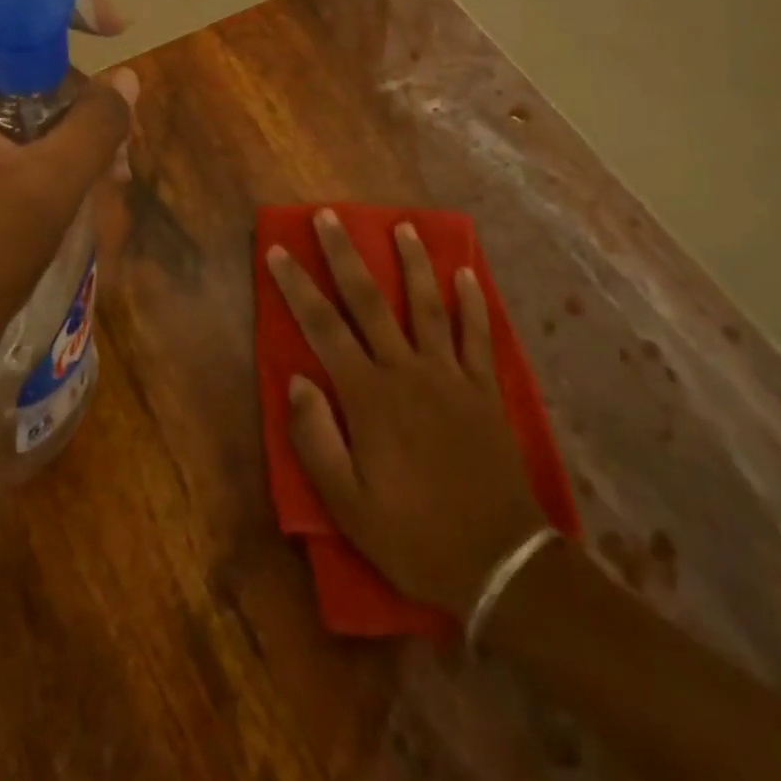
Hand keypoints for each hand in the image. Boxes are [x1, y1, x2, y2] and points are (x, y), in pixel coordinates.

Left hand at [0, 46, 136, 366]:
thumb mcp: (51, 185)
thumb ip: (96, 124)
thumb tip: (127, 78)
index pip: (7, 26)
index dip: (65, 19)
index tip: (117, 29)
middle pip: (22, 69)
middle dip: (79, 100)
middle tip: (121, 144)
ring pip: (24, 109)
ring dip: (74, 133)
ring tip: (115, 175)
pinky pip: (12, 141)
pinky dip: (52, 155)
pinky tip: (90, 185)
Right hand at [266, 210, 545, 618]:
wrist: (501, 565)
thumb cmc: (413, 535)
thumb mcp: (347, 504)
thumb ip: (315, 439)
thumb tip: (297, 379)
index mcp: (368, 396)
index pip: (323, 327)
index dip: (297, 286)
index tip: (279, 250)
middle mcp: (407, 371)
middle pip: (369, 301)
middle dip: (345, 254)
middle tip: (329, 214)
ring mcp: (451, 376)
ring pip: (427, 305)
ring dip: (413, 263)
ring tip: (403, 226)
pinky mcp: (485, 390)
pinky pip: (478, 336)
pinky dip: (473, 303)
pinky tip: (467, 274)